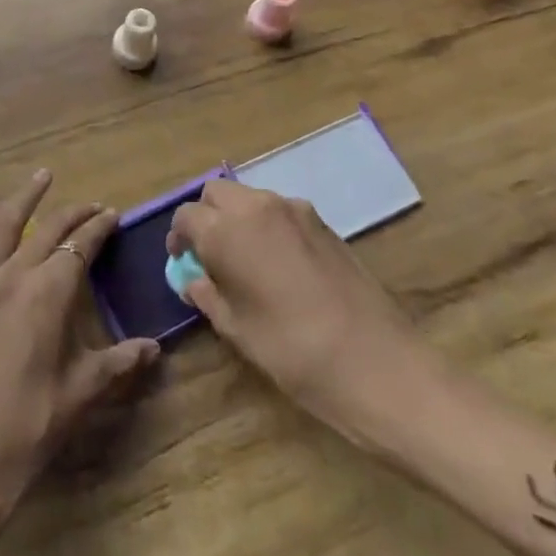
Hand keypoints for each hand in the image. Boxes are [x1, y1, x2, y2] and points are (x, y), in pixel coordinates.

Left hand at [0, 170, 158, 555]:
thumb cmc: (27, 430)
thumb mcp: (80, 395)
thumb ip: (118, 363)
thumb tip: (154, 348)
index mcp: (46, 295)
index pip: (78, 246)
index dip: (98, 228)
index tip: (113, 215)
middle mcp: (11, 277)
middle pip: (45, 230)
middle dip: (72, 212)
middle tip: (91, 205)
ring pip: (1, 226)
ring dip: (23, 199)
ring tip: (41, 177)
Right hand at [168, 179, 420, 433]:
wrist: (375, 362)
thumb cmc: (291, 350)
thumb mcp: (236, 329)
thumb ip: (207, 295)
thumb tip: (194, 280)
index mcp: (226, 229)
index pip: (187, 216)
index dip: (179, 237)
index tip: (183, 262)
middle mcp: (258, 207)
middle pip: (217, 193)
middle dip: (206, 216)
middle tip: (209, 254)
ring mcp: (296, 210)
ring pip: (251, 198)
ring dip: (238, 218)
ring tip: (244, 261)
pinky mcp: (324, 223)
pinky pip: (281, 212)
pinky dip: (268, 225)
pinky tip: (278, 265)